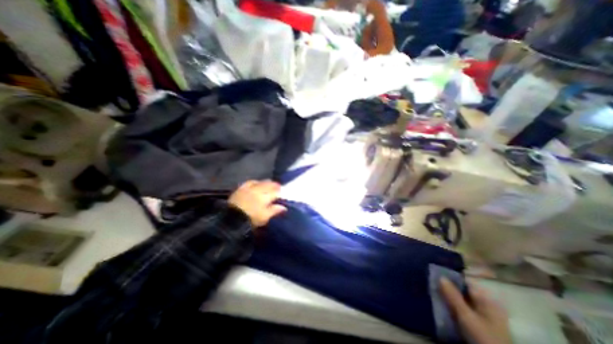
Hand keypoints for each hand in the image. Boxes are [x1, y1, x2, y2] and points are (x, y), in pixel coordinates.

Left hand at [229, 181, 286, 226]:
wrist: (231, 219)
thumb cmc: (251, 219)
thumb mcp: (265, 217)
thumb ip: (274, 210)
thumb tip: (283, 207)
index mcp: (265, 196)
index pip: (276, 192)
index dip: (280, 192)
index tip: (282, 194)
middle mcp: (258, 189)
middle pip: (269, 184)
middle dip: (274, 185)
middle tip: (278, 188)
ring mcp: (249, 188)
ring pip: (260, 182)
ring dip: (266, 183)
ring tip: (269, 185)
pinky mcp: (241, 188)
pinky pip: (250, 182)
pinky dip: (255, 182)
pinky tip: (256, 183)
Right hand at [440, 279, 513, 343]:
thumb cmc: (484, 337)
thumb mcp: (466, 316)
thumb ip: (453, 296)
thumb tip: (440, 276)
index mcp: (487, 299)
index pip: (464, 281)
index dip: (449, 277)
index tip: (434, 276)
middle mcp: (486, 304)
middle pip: (462, 291)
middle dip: (447, 288)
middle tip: (431, 285)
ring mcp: (483, 315)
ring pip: (461, 300)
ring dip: (449, 298)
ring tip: (434, 294)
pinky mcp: (479, 324)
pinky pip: (462, 310)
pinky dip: (453, 307)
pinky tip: (443, 307)